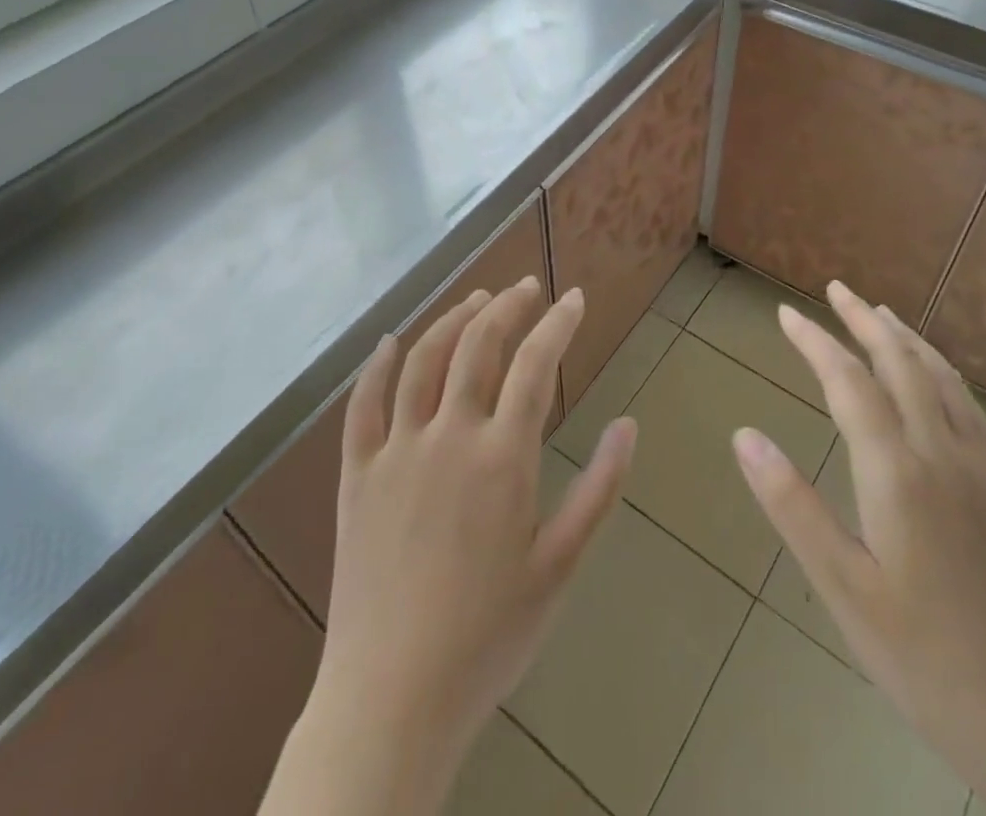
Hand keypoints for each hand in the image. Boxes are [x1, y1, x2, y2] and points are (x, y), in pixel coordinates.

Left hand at [261, 280, 635, 815]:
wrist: (393, 698)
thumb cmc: (489, 636)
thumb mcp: (560, 566)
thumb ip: (598, 490)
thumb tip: (629, 425)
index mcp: (502, 457)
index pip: (535, 365)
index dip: (558, 324)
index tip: (574, 298)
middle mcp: (448, 436)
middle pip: (478, 345)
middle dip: (507, 306)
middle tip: (526, 287)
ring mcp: (396, 450)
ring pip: (422, 360)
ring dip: (452, 320)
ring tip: (476, 299)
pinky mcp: (356, 474)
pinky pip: (362, 405)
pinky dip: (375, 366)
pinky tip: (389, 343)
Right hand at [732, 282, 985, 815]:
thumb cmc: (922, 657)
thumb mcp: (842, 588)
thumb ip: (792, 505)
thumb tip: (744, 436)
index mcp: (898, 473)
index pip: (848, 382)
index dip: (815, 341)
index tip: (786, 313)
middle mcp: (943, 454)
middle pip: (900, 364)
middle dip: (863, 321)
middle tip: (836, 290)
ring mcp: (984, 470)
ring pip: (942, 379)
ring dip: (907, 339)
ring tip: (881, 314)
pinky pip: (971, 408)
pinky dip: (943, 373)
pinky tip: (936, 378)